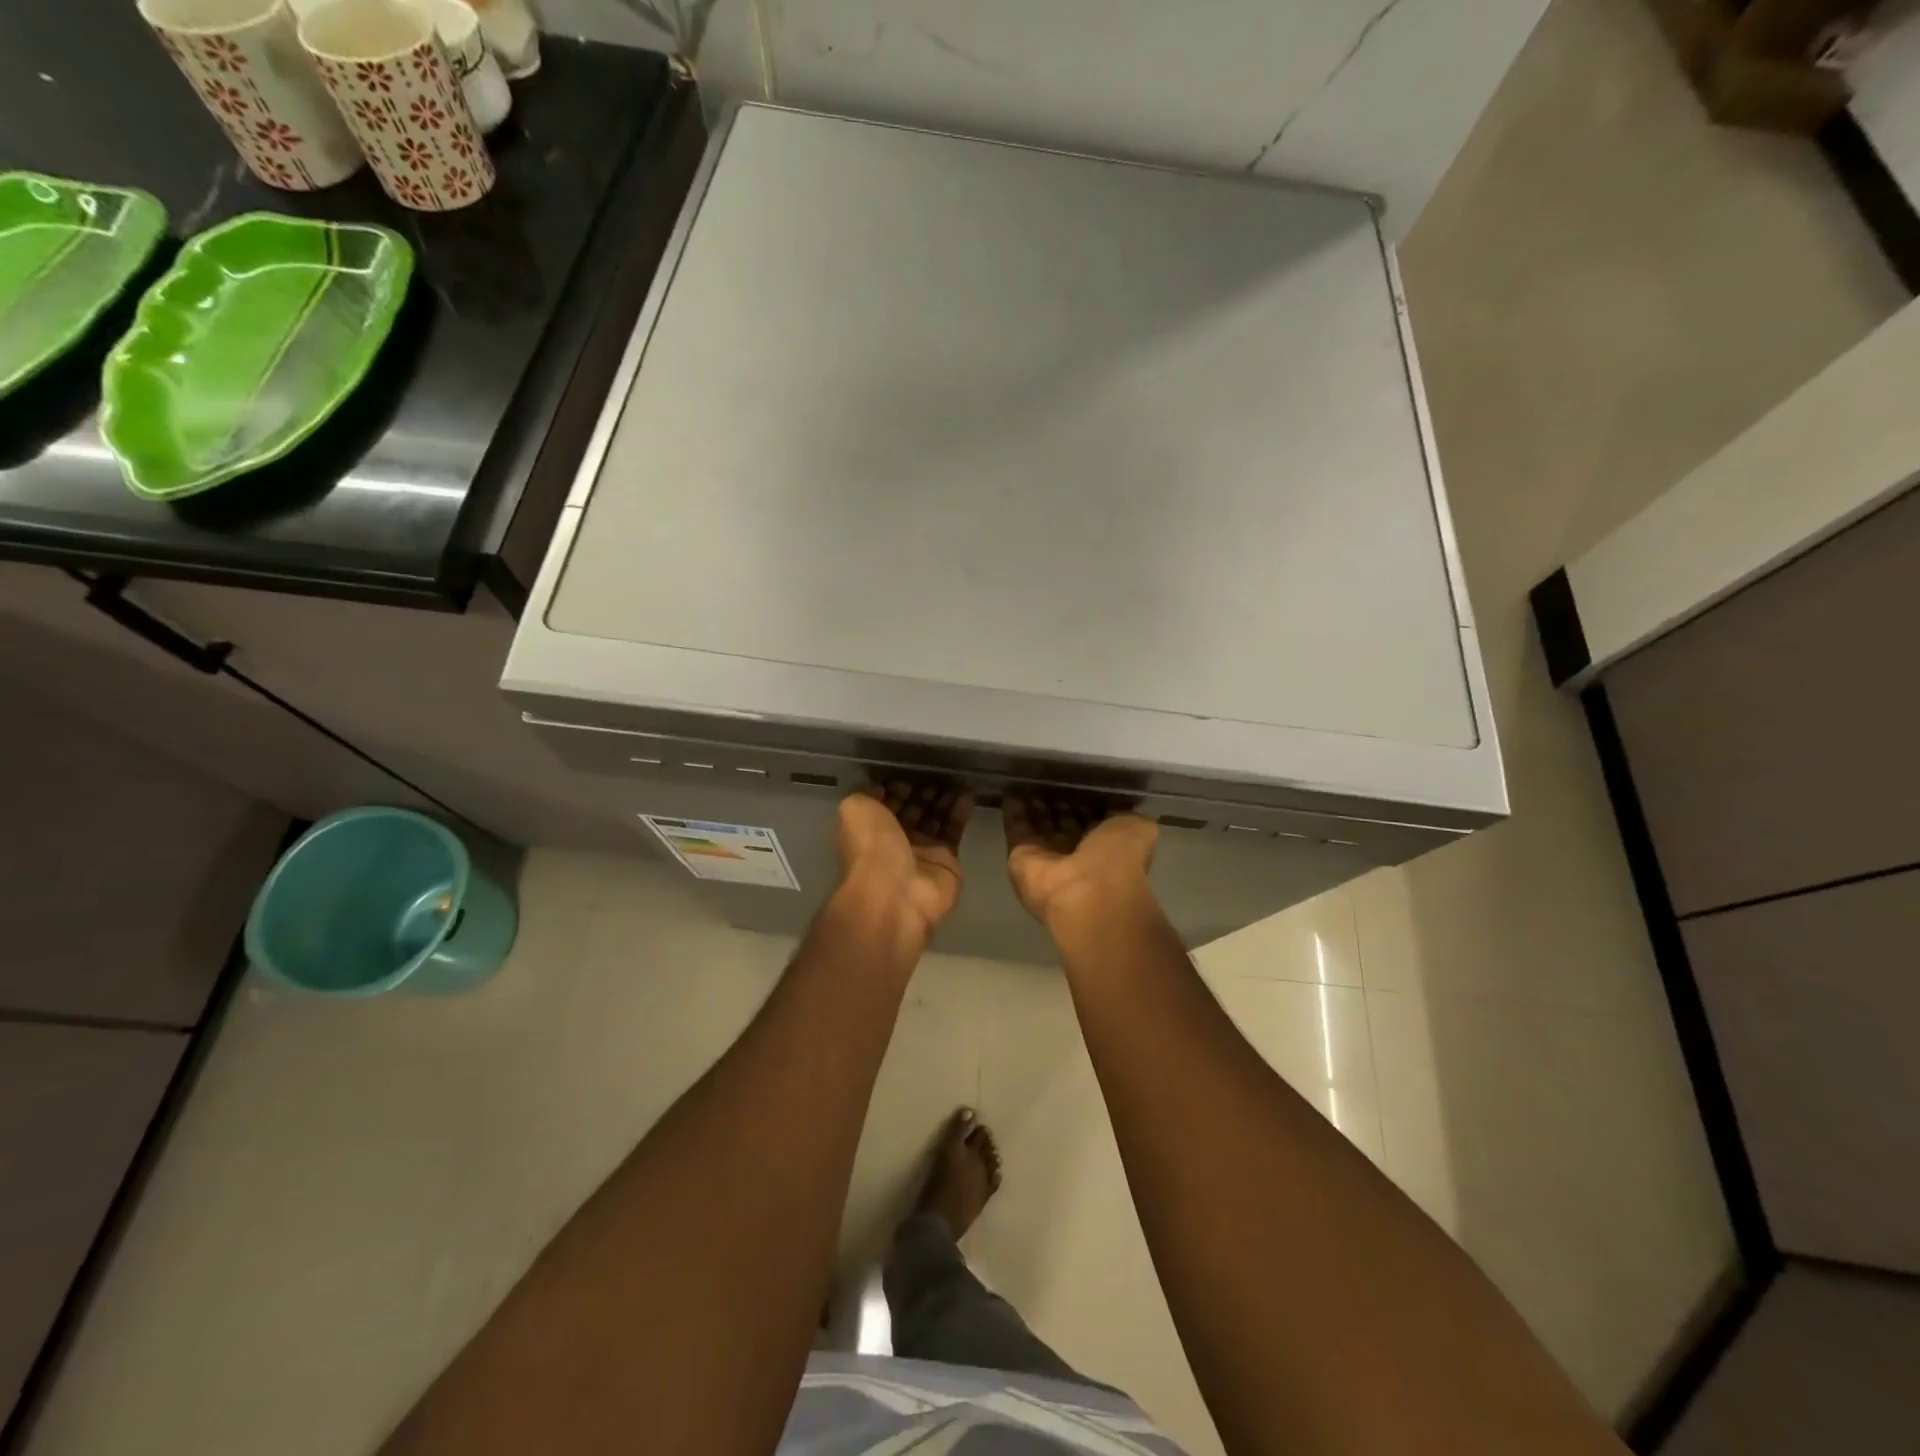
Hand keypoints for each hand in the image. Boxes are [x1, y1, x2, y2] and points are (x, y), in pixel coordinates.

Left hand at [834, 783, 971, 954]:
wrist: (896, 893)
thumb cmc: (871, 847)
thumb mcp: (855, 809)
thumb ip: (867, 793)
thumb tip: (885, 788)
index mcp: (869, 827)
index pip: (886, 801)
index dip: (898, 785)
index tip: (913, 769)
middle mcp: (894, 839)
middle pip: (912, 808)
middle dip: (924, 790)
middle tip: (939, 770)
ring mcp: (921, 851)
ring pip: (935, 817)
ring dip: (943, 798)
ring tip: (955, 778)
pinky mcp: (946, 860)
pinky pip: (954, 830)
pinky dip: (960, 812)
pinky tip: (967, 794)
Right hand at [1003, 792, 1158, 928]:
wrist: (1087, 893)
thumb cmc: (1118, 858)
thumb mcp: (1138, 826)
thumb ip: (1125, 813)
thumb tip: (1112, 802)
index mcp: (1107, 845)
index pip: (1094, 818)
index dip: (1086, 800)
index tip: (1078, 780)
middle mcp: (1077, 851)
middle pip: (1064, 820)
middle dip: (1058, 801)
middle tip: (1049, 776)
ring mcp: (1047, 855)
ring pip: (1040, 823)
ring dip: (1034, 803)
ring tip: (1029, 777)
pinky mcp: (1020, 855)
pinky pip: (1016, 826)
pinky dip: (1013, 808)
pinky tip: (1011, 787)